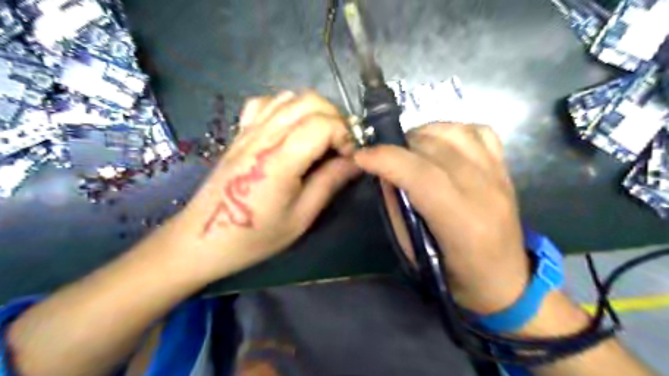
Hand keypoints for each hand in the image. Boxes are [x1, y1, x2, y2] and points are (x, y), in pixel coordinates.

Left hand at [172, 91, 359, 281]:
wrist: (204, 237)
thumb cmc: (255, 235)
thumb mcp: (301, 218)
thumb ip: (330, 183)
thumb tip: (357, 162)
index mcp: (280, 160)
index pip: (322, 124)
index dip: (345, 135)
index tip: (349, 157)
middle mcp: (264, 136)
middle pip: (310, 101)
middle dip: (335, 118)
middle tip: (340, 145)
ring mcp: (249, 130)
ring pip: (290, 97)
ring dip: (314, 111)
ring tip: (321, 137)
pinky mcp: (240, 132)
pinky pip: (266, 102)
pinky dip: (287, 106)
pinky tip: (291, 127)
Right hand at [352, 123, 530, 314]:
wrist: (505, 281)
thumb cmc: (456, 276)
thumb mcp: (415, 252)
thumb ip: (397, 211)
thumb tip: (384, 175)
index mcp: (463, 222)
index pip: (422, 175)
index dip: (388, 159)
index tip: (362, 156)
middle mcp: (485, 192)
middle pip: (436, 148)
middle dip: (399, 146)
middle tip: (383, 157)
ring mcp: (499, 176)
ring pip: (456, 132)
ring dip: (423, 134)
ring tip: (408, 148)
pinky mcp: (504, 169)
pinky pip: (479, 132)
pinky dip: (452, 131)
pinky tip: (439, 145)